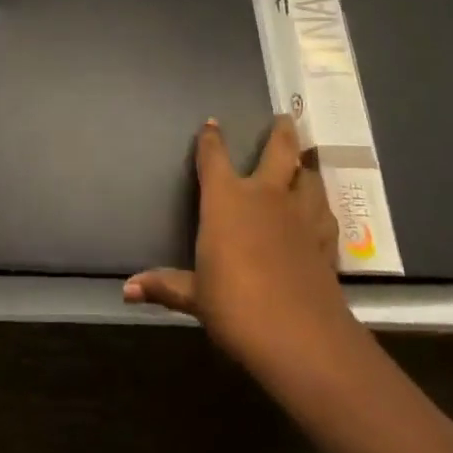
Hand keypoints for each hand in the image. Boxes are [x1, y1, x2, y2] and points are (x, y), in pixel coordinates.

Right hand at [125, 115, 353, 379]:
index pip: (214, 157)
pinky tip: (321, 211)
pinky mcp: (325, 240)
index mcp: (226, 199)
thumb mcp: (195, 297)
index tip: (211, 123)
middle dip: (281, 131)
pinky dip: (321, 206)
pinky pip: (325, 212)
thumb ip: (165, 286)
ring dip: (305, 166)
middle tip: (285, 117)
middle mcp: (265, 195)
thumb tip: (126, 290)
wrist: (300, 336)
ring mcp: (300, 215)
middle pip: (278, 150)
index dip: (211, 138)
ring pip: (308, 176)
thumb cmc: (236, 307)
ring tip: (305, 160)